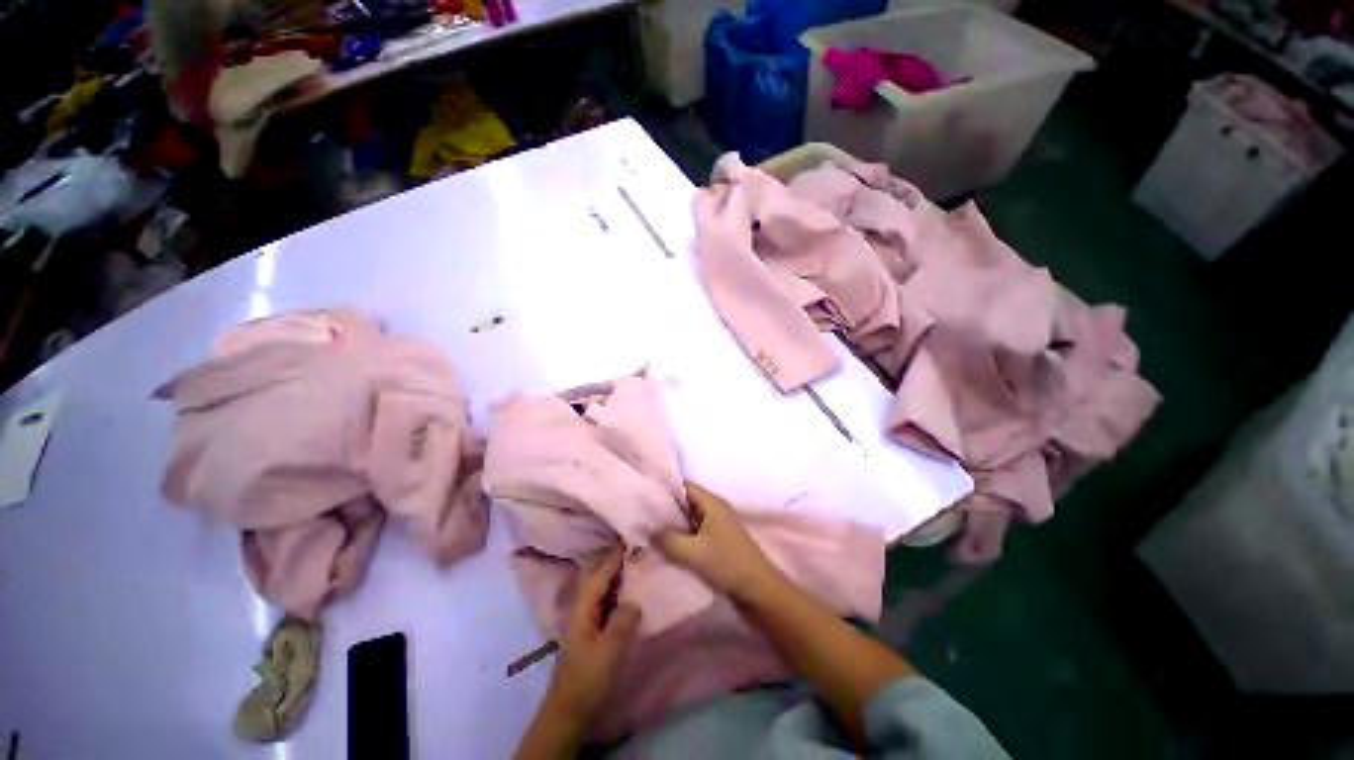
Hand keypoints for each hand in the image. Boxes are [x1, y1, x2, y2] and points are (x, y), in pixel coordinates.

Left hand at [544, 548, 641, 721]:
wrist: (569, 709)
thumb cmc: (587, 678)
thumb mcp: (608, 652)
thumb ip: (622, 623)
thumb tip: (635, 600)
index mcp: (583, 607)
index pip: (599, 574)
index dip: (614, 556)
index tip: (630, 538)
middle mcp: (581, 606)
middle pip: (596, 575)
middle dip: (613, 560)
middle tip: (635, 548)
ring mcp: (584, 617)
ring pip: (599, 586)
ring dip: (614, 573)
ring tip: (634, 563)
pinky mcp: (589, 628)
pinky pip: (603, 599)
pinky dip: (614, 588)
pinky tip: (626, 591)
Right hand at [655, 482, 782, 602]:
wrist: (759, 589)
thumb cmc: (727, 563)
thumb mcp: (693, 552)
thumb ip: (668, 540)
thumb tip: (649, 531)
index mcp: (712, 503)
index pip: (685, 486)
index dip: (666, 489)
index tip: (646, 498)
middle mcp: (715, 509)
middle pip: (687, 502)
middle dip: (667, 509)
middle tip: (644, 518)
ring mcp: (719, 525)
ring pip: (691, 518)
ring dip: (675, 525)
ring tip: (651, 532)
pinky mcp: (720, 541)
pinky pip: (697, 532)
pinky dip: (684, 537)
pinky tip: (669, 547)